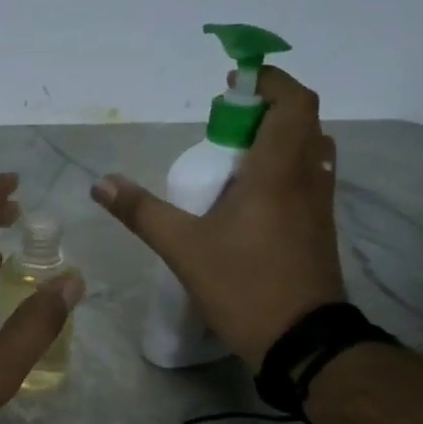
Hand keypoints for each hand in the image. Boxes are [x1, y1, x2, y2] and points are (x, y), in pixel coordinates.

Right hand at [92, 67, 344, 369]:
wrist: (301, 341)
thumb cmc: (244, 286)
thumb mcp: (183, 249)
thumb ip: (142, 212)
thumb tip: (101, 184)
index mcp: (278, 172)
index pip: (292, 103)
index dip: (269, 81)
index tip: (234, 81)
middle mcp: (307, 178)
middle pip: (303, 120)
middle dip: (267, 108)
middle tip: (227, 121)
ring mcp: (320, 205)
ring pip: (311, 149)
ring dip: (280, 137)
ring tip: (238, 154)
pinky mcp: (321, 229)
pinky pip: (310, 177)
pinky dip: (286, 166)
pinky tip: (253, 195)